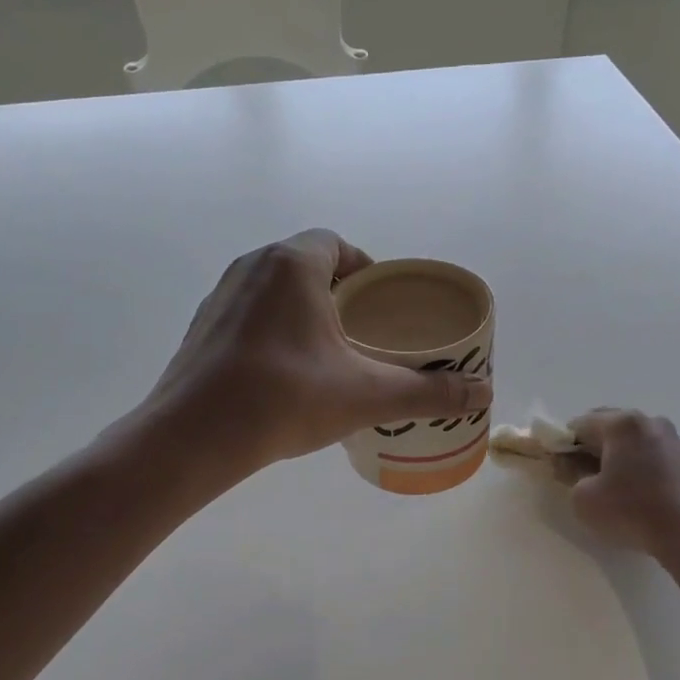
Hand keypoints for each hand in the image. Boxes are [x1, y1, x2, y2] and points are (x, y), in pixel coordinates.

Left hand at [148, 230, 491, 475]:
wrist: (194, 436)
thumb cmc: (286, 399)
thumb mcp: (366, 396)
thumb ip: (427, 392)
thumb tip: (484, 393)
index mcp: (292, 265)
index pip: (335, 244)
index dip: (364, 266)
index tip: (380, 301)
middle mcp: (251, 268)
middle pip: (304, 264)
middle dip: (336, 291)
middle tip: (362, 331)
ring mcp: (220, 298)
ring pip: (272, 290)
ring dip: (301, 310)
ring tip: (327, 353)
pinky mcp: (200, 330)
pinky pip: (246, 316)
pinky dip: (270, 331)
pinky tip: (283, 373)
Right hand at [562, 409, 679, 563]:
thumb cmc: (631, 511)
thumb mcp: (583, 497)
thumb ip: (568, 473)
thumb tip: (566, 462)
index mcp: (621, 423)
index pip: (578, 424)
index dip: (562, 445)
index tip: (557, 467)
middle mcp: (647, 420)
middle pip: (605, 426)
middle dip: (587, 447)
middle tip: (578, 476)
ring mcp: (669, 437)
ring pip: (626, 439)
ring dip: (610, 456)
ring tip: (604, 486)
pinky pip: (645, 451)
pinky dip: (631, 464)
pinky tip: (628, 490)